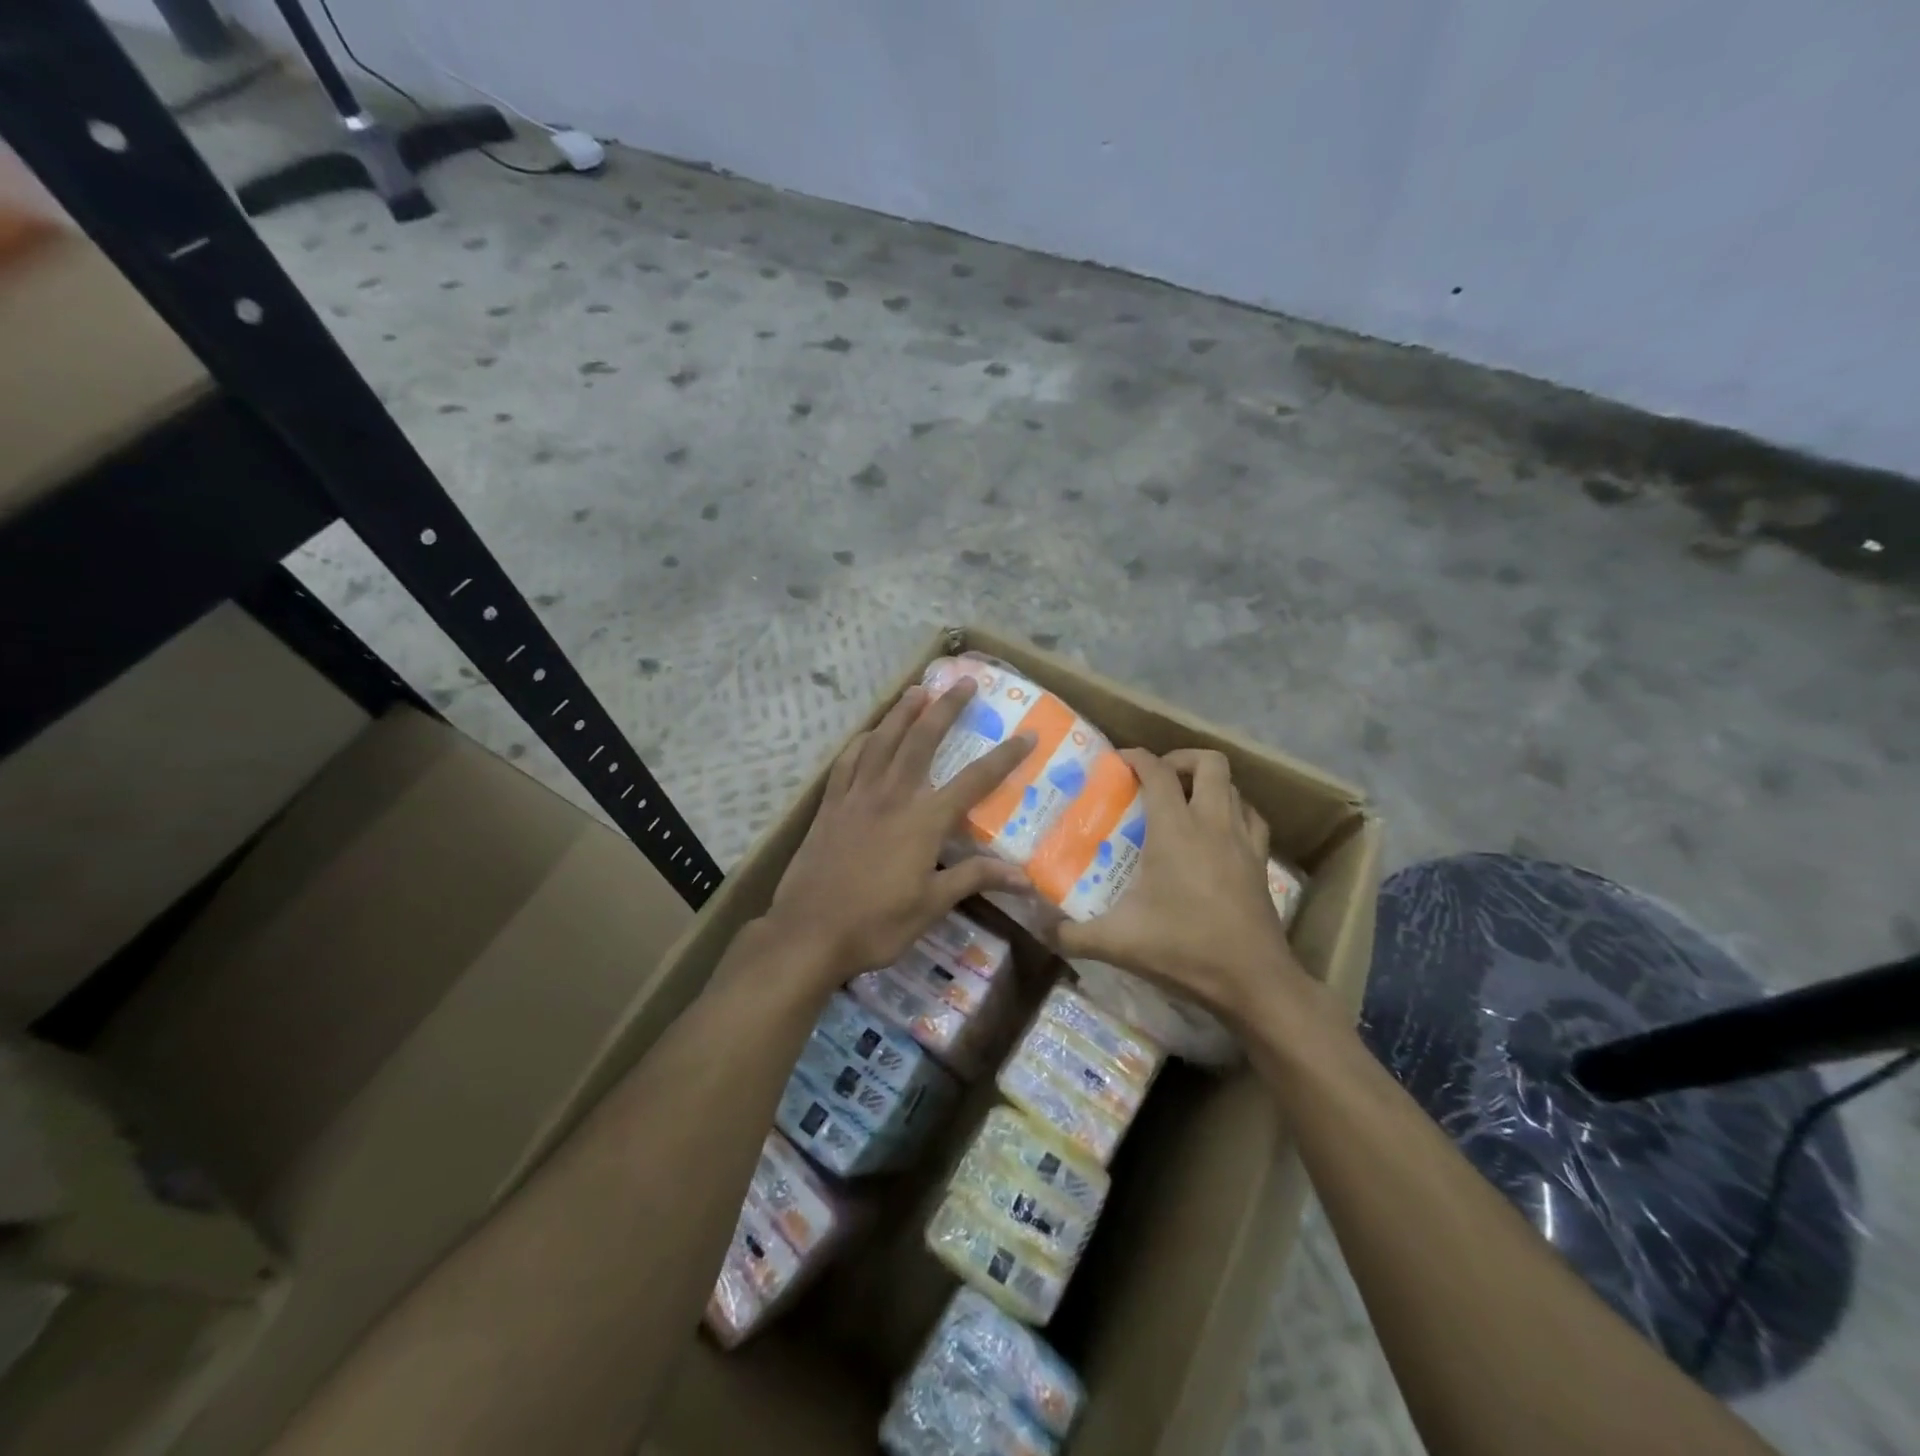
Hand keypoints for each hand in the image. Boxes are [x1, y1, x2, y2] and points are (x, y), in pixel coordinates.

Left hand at [763, 679, 1034, 992]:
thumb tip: (1025, 877)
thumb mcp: (932, 905)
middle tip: (963, 682)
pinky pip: (847, 762)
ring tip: (917, 689)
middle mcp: (892, 797)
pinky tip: (868, 733)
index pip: (974, 782)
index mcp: (923, 821)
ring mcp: (857, 797)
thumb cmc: (876, 924)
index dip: (1004, 757)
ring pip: (882, 741)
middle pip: (922, 741)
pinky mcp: (830, 806)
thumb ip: (974, 879)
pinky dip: (861, 742)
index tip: (1027, 735)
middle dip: (946, 708)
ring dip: (902, 713)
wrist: (809, 932)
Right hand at [1052, 748, 1306, 1026]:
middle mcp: (1213, 824)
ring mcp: (1243, 841)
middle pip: (1209, 763)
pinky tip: (1218, 832)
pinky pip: (1252, 819)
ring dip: (1209, 784)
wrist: (1252, 981)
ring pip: (1235, 787)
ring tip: (1185, 802)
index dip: (1137, 757)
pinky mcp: (1261, 863)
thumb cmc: (1183, 949)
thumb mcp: (1116, 942)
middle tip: (1157, 778)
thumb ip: (1071, 933)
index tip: (1118, 761)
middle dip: (1181, 759)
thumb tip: (1039, 927)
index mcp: (1176, 830)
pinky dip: (1235, 812)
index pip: (1158, 772)